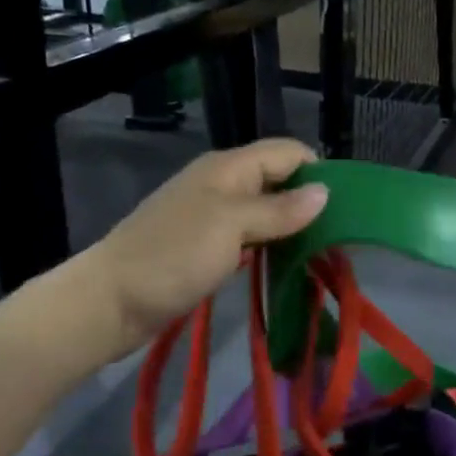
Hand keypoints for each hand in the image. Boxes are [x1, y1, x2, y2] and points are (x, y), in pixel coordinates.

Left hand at [64, 139, 329, 360]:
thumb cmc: (171, 257)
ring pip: (267, 211)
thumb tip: (325, 192)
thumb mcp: (230, 226)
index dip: (318, 171)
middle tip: (340, 237)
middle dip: (310, 202)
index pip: (288, 153)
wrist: (109, 302)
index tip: (346, 206)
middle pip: (279, 180)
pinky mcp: (207, 247)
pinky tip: (287, 265)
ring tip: (323, 254)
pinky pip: (252, 237)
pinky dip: (272, 247)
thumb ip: (278, 209)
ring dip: (293, 228)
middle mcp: (223, 185)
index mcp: (228, 168)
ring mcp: (213, 217)